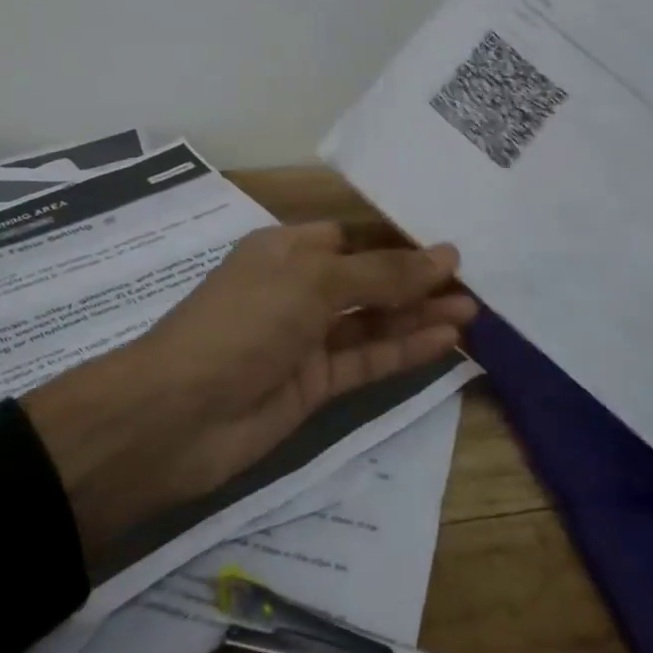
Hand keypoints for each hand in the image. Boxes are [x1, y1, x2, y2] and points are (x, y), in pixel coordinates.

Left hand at [21, 224, 475, 560]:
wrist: (177, 416)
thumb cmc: (244, 323)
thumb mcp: (313, 283)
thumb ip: (382, 274)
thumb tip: (445, 255)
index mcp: (286, 250)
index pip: (352, 236)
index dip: (398, 239)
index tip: (449, 243)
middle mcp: (297, 289)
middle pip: (367, 279)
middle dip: (416, 280)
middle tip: (474, 282)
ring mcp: (305, 339)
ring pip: (372, 322)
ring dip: (418, 315)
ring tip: (473, 311)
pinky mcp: (314, 384)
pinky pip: (366, 360)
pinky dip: (403, 350)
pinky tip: (445, 341)